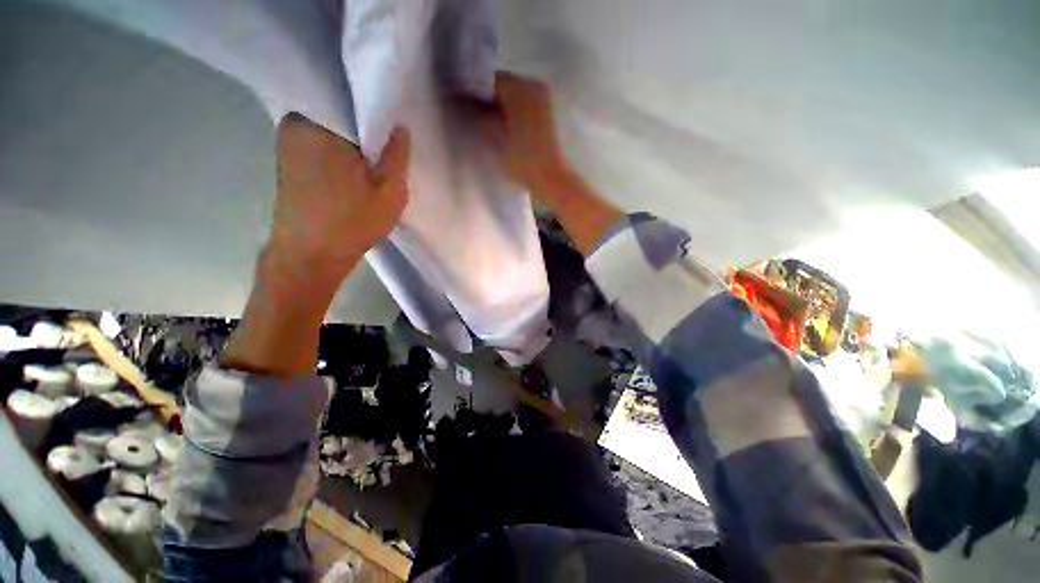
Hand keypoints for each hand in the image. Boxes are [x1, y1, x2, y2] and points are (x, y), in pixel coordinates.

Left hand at [220, 114, 409, 376]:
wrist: (309, 257)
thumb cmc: (352, 223)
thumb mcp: (390, 192)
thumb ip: (397, 155)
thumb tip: (399, 126)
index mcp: (320, 124)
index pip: (352, 97)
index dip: (377, 109)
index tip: (394, 124)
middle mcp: (296, 123)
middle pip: (339, 111)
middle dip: (364, 125)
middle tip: (387, 144)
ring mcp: (287, 141)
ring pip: (329, 127)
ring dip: (351, 140)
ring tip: (373, 157)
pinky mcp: (286, 159)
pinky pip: (318, 141)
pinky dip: (337, 149)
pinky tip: (353, 169)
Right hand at [477, 71, 623, 254]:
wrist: (550, 178)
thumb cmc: (521, 160)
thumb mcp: (493, 138)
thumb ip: (478, 116)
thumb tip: (463, 103)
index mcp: (520, 88)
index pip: (490, 80)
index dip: (474, 92)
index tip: (464, 107)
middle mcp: (533, 85)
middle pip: (503, 86)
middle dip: (488, 99)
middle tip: (475, 116)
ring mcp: (543, 98)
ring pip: (514, 95)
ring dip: (501, 106)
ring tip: (489, 124)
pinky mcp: (547, 112)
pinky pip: (524, 104)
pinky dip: (513, 111)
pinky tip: (506, 127)